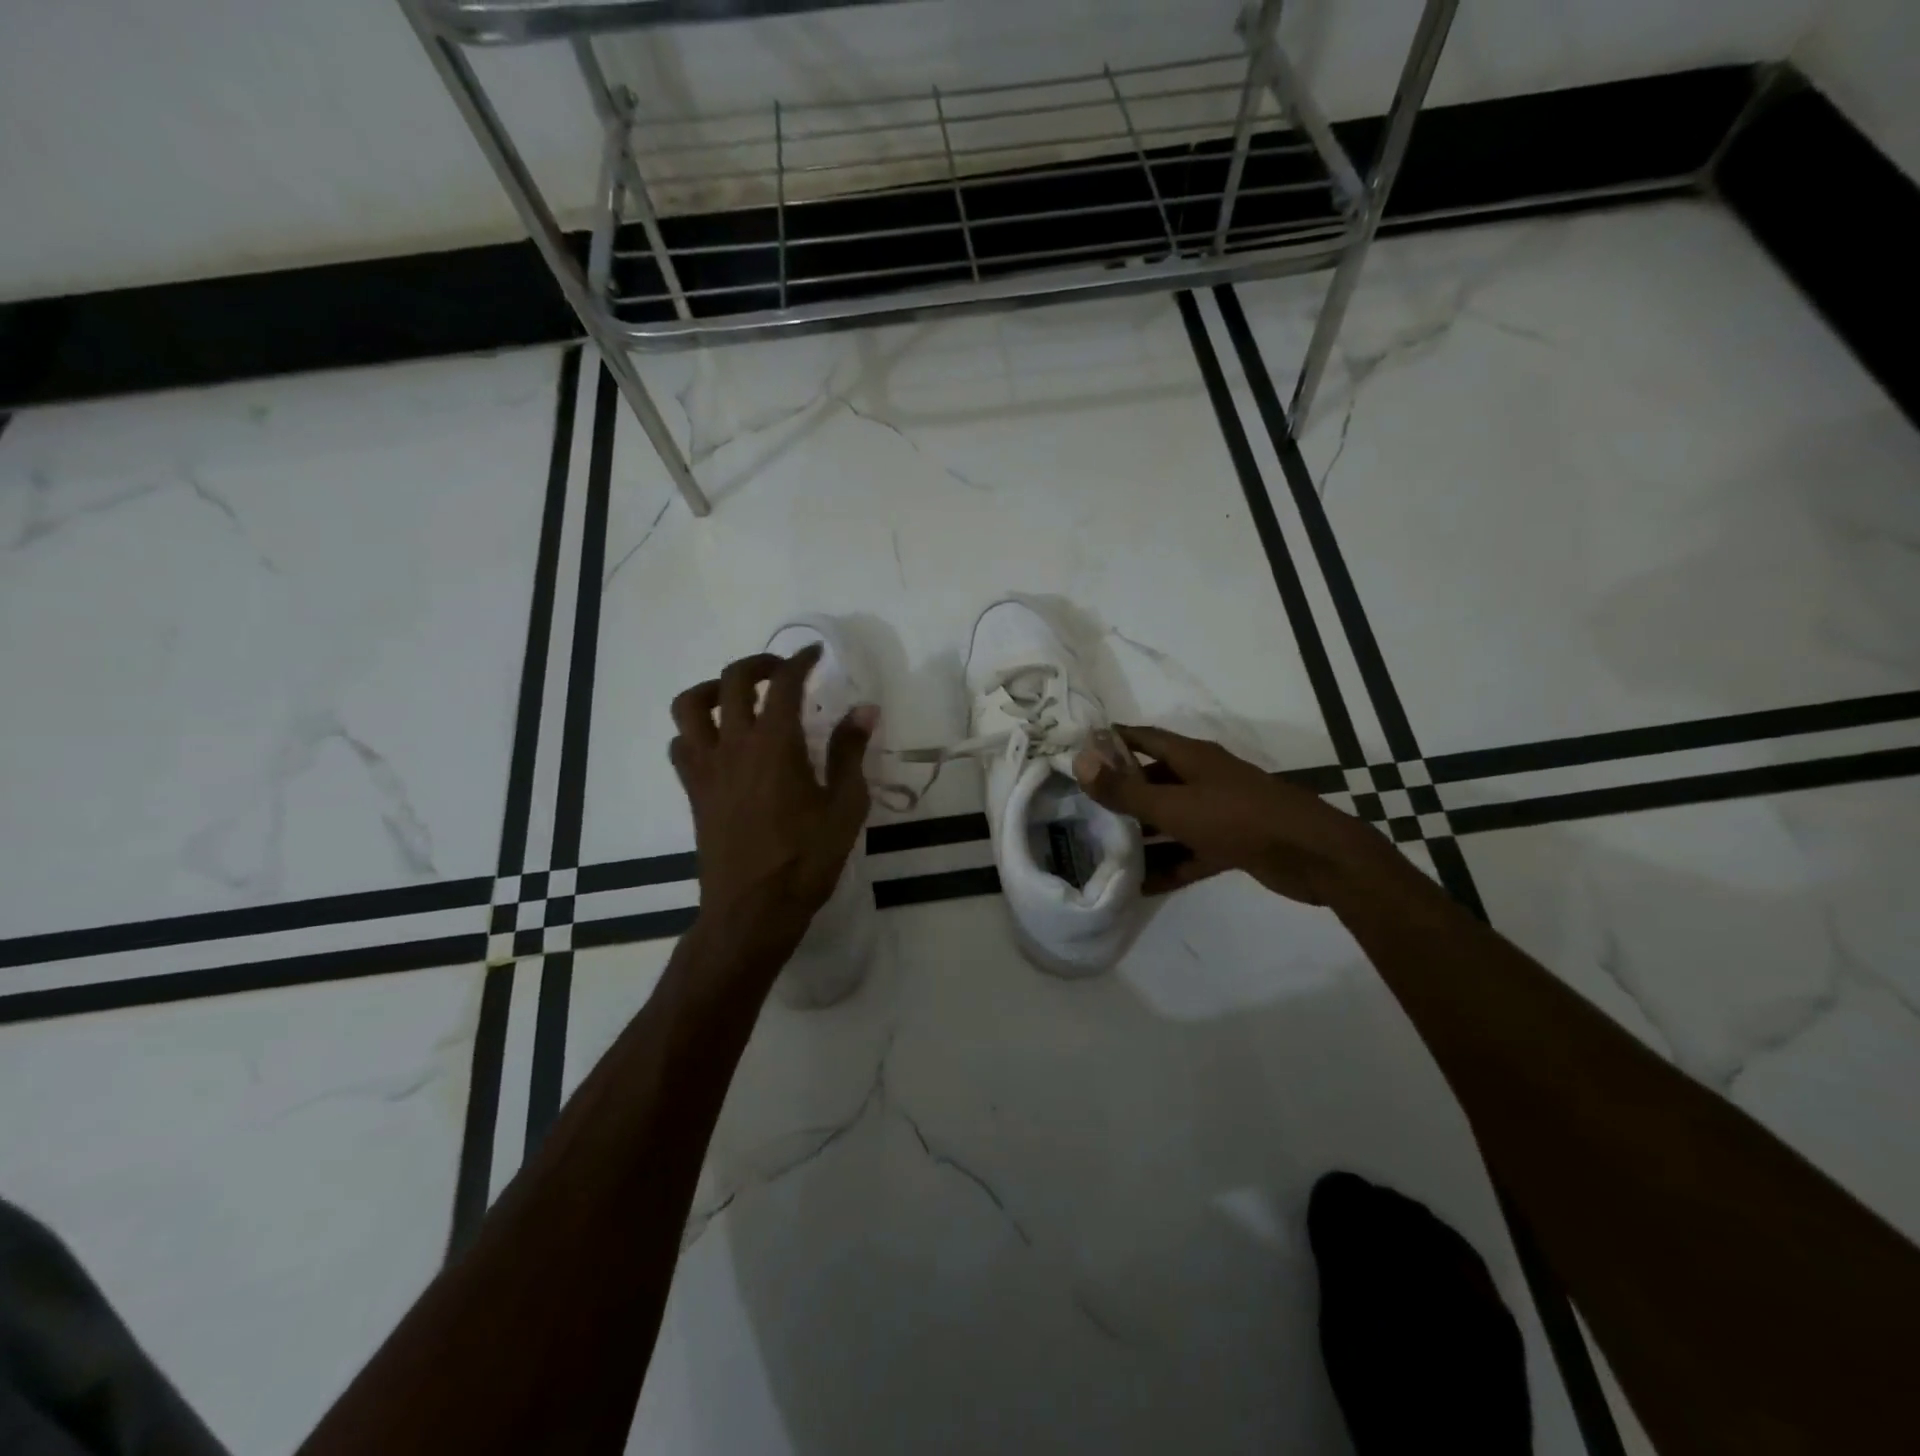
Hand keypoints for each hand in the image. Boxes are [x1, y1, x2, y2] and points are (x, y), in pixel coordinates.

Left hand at [669, 646, 876, 964]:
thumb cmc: (805, 860)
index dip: (800, 660)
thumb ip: (850, 753)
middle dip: (759, 664)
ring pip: (690, 706)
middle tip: (782, 671)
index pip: (784, 684)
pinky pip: (681, 744)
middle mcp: (734, 745)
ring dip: (714, 689)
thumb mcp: (843, 807)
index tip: (815, 653)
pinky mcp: (694, 791)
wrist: (752, 911)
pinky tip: (720, 743)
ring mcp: (707, 767)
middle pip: (732, 680)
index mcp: (775, 745)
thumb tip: (865, 710)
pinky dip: (695, 730)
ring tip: (738, 697)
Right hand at [1073, 725, 1400, 905]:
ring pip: (1171, 818)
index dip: (1112, 739)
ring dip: (1143, 833)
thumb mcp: (1173, 805)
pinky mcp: (1232, 844)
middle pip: (1155, 780)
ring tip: (1104, 847)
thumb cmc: (1237, 817)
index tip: (1078, 748)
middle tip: (1082, 806)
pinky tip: (1141, 886)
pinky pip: (1191, 852)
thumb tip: (1080, 761)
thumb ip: (1125, 790)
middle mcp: (1204, 778)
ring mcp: (1219, 812)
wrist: (1311, 855)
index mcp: (1192, 757)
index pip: (1143, 738)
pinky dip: (1169, 865)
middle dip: (1122, 792)